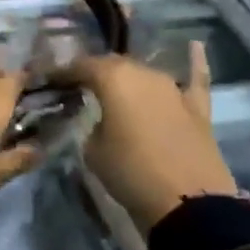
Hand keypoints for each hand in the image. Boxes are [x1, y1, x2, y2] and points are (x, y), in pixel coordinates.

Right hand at [54, 42, 237, 232]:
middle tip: (80, 88)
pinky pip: (195, 79)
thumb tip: (98, 119)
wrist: (188, 204)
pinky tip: (195, 45)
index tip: (51, 81)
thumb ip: (91, 124)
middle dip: (95, 73)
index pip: (81, 66)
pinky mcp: (198, 108)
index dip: (64, 73)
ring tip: (116, 88)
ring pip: (145, 73)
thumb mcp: (92, 149)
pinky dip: (195, 62)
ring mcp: (173, 89)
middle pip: (114, 65)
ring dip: (129, 78)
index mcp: (112, 78)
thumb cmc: (130, 172)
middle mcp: (143, 73)